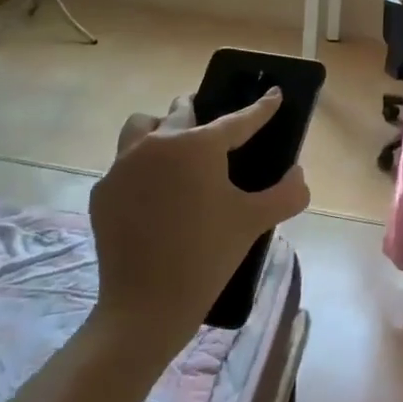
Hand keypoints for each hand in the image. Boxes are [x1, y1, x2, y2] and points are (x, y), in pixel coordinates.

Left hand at [91, 90, 309, 352]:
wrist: (145, 307)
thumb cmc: (207, 256)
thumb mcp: (254, 222)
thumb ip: (286, 193)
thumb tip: (298, 175)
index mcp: (197, 146)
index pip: (238, 120)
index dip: (261, 108)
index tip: (274, 94)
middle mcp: (157, 144)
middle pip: (181, 112)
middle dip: (201, 111)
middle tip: (214, 127)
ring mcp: (123, 166)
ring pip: (142, 127)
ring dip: (161, 129)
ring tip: (175, 149)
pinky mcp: (104, 191)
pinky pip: (124, 164)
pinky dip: (142, 167)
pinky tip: (154, 193)